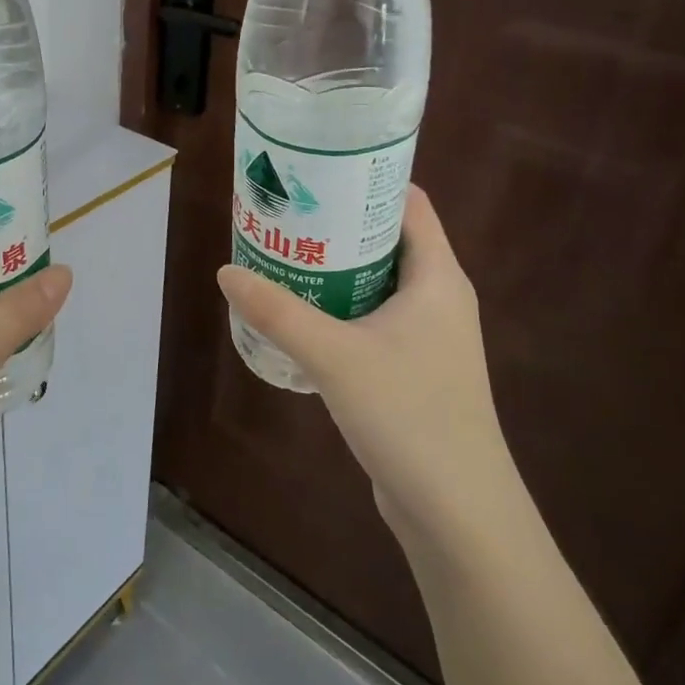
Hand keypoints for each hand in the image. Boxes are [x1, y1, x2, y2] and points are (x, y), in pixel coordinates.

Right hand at [217, 187, 511, 544]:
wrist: (458, 512)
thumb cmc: (409, 416)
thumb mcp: (334, 356)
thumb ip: (278, 312)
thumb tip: (226, 271)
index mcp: (437, 278)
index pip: (408, 204)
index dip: (366, 180)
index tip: (315, 171)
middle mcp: (439, 298)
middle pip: (387, 239)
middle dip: (337, 224)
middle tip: (284, 214)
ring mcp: (428, 337)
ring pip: (377, 282)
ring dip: (334, 269)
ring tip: (282, 256)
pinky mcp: (414, 369)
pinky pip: (372, 319)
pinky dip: (339, 307)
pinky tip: (299, 316)